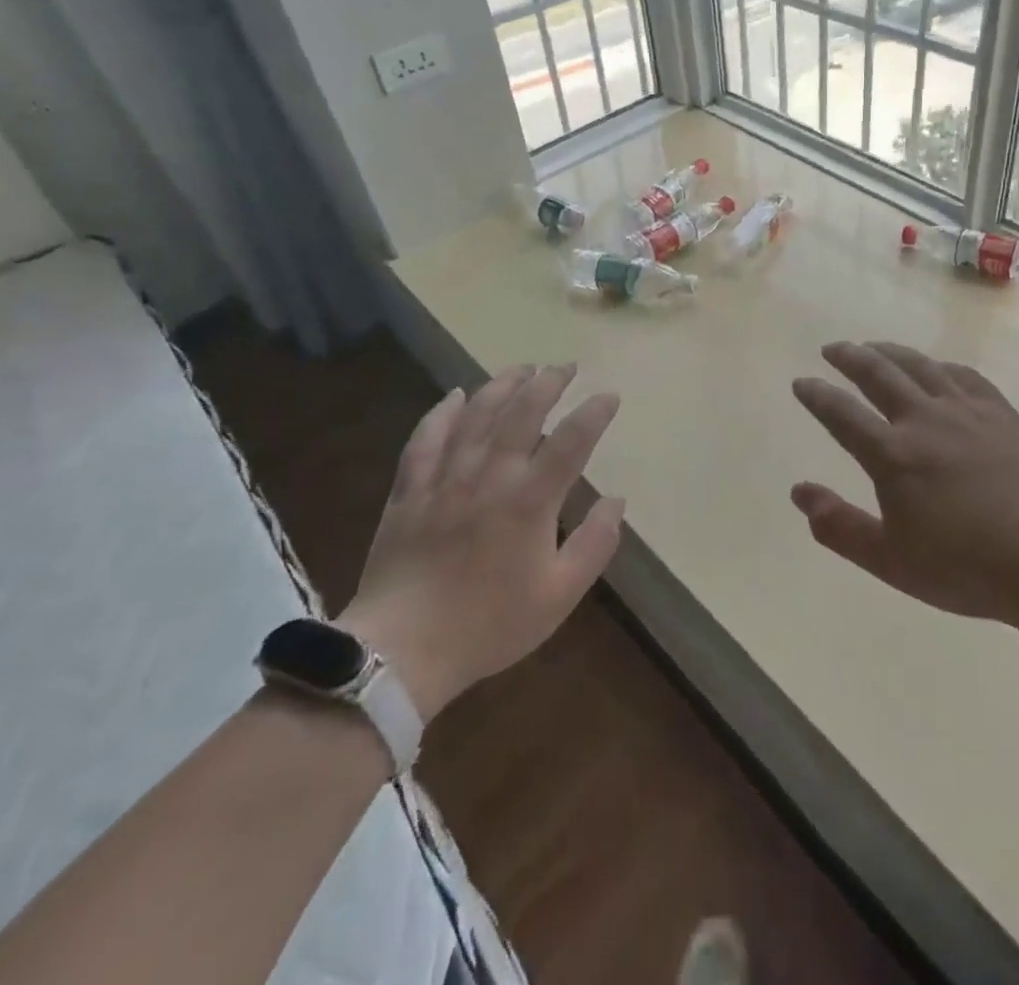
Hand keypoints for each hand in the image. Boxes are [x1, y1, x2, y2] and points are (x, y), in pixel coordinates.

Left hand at [338, 364, 622, 719]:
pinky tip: (454, 395)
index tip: (609, 395)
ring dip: (501, 385)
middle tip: (565, 367)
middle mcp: (489, 476)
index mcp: (529, 501)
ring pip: (475, 415)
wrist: (402, 651)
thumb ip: (595, 544)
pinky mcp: (409, 490)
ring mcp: (444, 479)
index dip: (594, 413)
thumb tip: (616, 500)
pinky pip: (425, 439)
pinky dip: (441, 412)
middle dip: (548, 383)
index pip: (571, 442)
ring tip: (522, 368)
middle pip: (522, 413)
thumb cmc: (489, 625)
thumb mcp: (559, 595)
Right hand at [791, 342, 1018, 626]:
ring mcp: (965, 410)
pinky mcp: (999, 412)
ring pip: (919, 365)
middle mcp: (924, 419)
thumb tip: (798, 492)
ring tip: (873, 346)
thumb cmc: (965, 567)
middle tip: (832, 349)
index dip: (817, 395)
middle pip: (878, 373)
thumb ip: (839, 526)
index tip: (801, 382)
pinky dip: (939, 364)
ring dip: (889, 351)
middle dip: (849, 357)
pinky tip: (935, 367)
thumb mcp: (890, 561)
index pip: (841, 413)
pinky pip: (963, 374)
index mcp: (892, 455)